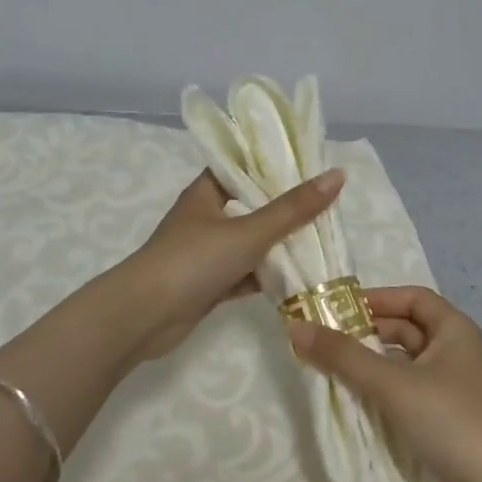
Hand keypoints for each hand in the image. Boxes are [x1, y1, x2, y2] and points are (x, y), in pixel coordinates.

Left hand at [116, 168, 343, 361]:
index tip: (310, 164)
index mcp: (206, 192)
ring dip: (278, 244)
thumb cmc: (193, 261)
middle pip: (252, 205)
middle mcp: (205, 217)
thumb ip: (293, 208)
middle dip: (285, 207)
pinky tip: (298, 277)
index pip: (243, 166)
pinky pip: (245, 273)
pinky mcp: (209, 284)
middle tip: (326, 204)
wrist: (143, 318)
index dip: (273, 163)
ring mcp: (206, 253)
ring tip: (321, 238)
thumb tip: (337, 175)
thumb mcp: (249, 231)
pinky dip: (266, 276)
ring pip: (250, 242)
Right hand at [288, 286, 481, 481]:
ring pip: (406, 365)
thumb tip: (295, 327)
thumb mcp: (392, 384)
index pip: (412, 298)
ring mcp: (454, 390)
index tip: (338, 309)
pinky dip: (384, 393)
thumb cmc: (451, 421)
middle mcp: (457, 352)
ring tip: (334, 372)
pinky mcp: (448, 422)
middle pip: (407, 330)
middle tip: (326, 341)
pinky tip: (358, 405)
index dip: (377, 299)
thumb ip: (344, 356)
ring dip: (373, 366)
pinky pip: (409, 394)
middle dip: (368, 333)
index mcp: (454, 329)